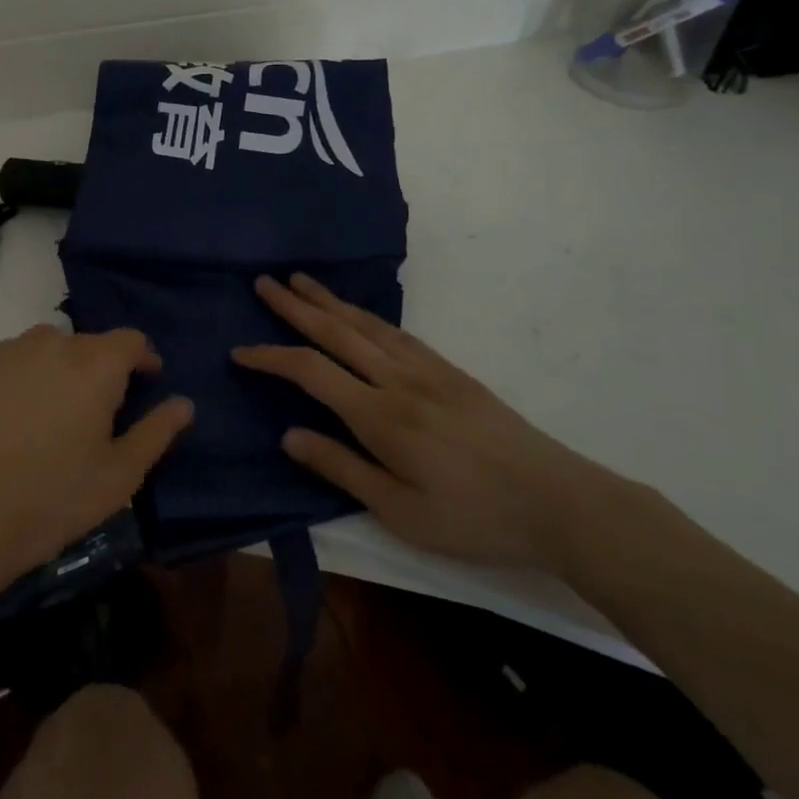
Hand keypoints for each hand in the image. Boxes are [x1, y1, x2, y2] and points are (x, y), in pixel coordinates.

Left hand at [0, 325, 192, 607]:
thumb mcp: (120, 475)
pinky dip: (28, 373)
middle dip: (104, 367)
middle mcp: (53, 343)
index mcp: (95, 365)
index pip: (131, 340)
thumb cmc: (54, 498)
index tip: (147, 382)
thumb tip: (184, 403)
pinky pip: (16, 357)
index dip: (144, 358)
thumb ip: (157, 432)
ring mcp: (10, 352)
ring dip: (64, 366)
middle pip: (91, 343)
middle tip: (102, 409)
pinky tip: (21, 413)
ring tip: (60, 408)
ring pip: (51, 345)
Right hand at [233, 274, 614, 569]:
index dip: (271, 357)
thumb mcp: (399, 510)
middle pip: (336, 331)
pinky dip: (368, 315)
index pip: (310, 371)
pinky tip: (359, 314)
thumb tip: (289, 434)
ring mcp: (427, 370)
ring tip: (302, 280)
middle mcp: (398, 379)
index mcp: (379, 415)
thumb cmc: (473, 517)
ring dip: (329, 300)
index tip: (240, 351)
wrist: (558, 501)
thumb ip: (341, 467)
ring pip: (366, 324)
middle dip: (295, 305)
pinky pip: (398, 332)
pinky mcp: (450, 371)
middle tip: (265, 282)